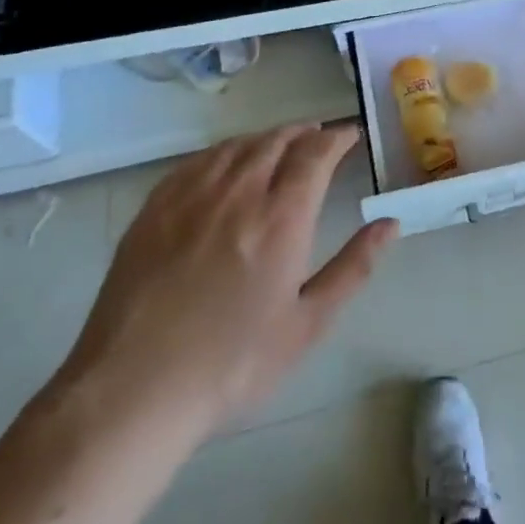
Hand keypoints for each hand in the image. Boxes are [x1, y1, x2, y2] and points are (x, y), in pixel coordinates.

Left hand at [56, 123, 397, 447]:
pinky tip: (225, 162)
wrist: (134, 390)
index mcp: (281, 218)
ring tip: (279, 143)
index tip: (350, 135)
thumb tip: (390, 223)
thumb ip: (353, 267)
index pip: (316, 154)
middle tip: (318, 137)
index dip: (337, 138)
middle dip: (304, 133)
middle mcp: (239, 193)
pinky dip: (223, 151)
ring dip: (266, 137)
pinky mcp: (154, 209)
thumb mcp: (307, 324)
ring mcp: (191, 197)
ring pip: (237, 145)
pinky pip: (196, 161)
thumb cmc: (232, 364)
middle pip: (276, 141)